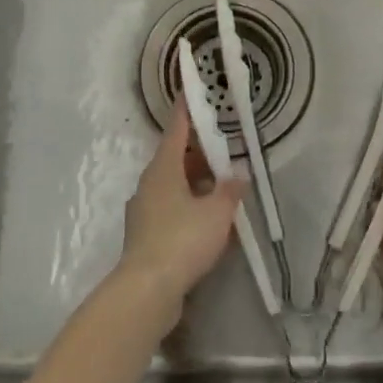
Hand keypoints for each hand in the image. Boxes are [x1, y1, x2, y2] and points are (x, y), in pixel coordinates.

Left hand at [114, 103, 245, 326]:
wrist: (147, 289)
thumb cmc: (182, 239)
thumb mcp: (217, 212)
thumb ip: (230, 191)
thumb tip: (237, 176)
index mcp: (163, 169)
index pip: (176, 130)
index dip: (186, 111)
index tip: (190, 92)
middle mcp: (149, 185)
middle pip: (174, 159)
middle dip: (199, 152)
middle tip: (223, 146)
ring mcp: (144, 211)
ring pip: (173, 186)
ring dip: (196, 182)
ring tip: (223, 184)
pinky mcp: (146, 236)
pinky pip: (172, 209)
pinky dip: (190, 206)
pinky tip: (209, 219)